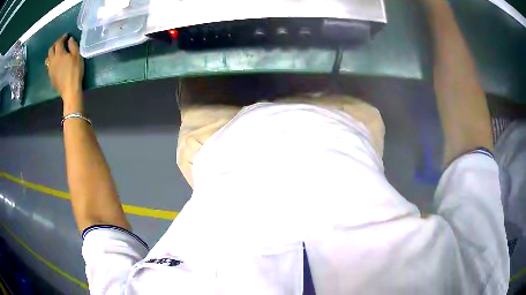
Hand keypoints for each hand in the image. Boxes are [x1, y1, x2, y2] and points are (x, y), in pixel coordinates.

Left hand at [46, 35, 83, 108]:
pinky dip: (51, 62)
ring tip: (56, 54)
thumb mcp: (77, 56)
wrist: (69, 90)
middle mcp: (52, 60)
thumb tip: (70, 39)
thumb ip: (73, 46)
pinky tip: (55, 64)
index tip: (66, 36)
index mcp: (59, 54)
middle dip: (55, 45)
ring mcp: (50, 70)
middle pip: (51, 50)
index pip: (58, 42)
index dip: (62, 38)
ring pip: (48, 59)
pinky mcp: (51, 77)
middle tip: (60, 43)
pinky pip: (49, 67)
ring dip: (51, 54)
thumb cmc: (75, 71)